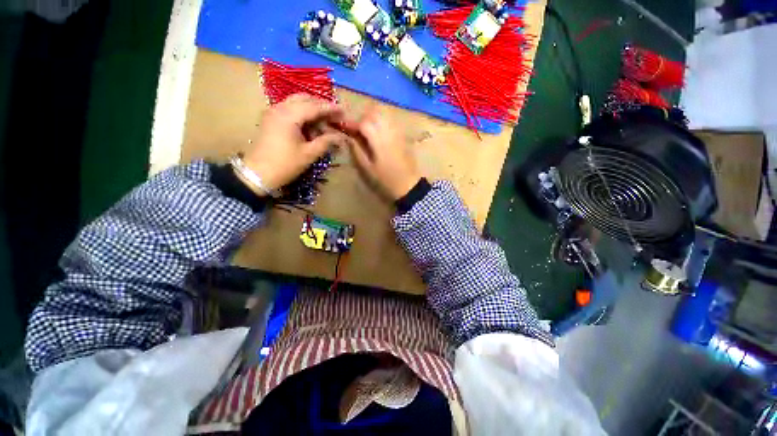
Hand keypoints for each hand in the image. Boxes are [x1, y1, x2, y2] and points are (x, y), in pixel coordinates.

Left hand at [241, 94, 349, 194]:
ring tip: (325, 121)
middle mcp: (280, 108)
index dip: (330, 108)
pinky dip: (302, 114)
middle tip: (335, 115)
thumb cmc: (285, 164)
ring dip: (311, 109)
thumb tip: (342, 137)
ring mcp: (273, 112)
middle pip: (304, 99)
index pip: (314, 106)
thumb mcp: (309, 154)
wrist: (257, 174)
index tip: (344, 110)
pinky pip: (289, 109)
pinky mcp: (271, 119)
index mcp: (289, 116)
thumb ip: (326, 142)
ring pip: (296, 103)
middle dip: (321, 105)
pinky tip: (311, 125)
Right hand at [347, 106, 421, 200]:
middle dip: (363, 118)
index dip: (352, 123)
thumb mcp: (368, 169)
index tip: (345, 128)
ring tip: (368, 131)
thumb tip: (348, 138)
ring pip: (384, 115)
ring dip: (373, 118)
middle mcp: (389, 132)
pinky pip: (392, 121)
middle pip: (375, 113)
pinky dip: (383, 122)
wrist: (409, 185)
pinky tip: (379, 134)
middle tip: (357, 130)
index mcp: (379, 140)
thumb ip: (357, 151)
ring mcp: (398, 133)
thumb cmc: (386, 180)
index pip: (364, 123)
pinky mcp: (403, 136)